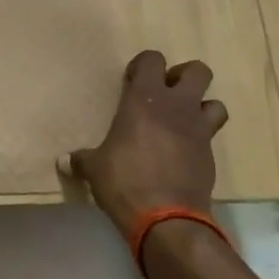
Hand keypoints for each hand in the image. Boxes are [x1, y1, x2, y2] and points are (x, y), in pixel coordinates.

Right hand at [65, 50, 227, 239]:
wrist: (167, 219)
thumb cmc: (125, 181)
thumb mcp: (95, 169)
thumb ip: (82, 160)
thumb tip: (63, 162)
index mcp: (145, 99)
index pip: (153, 59)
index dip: (143, 65)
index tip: (131, 81)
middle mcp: (177, 107)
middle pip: (197, 71)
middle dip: (183, 77)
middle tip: (165, 94)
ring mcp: (199, 130)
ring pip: (215, 102)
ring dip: (201, 107)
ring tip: (181, 123)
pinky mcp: (211, 156)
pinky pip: (211, 136)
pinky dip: (200, 140)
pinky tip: (183, 154)